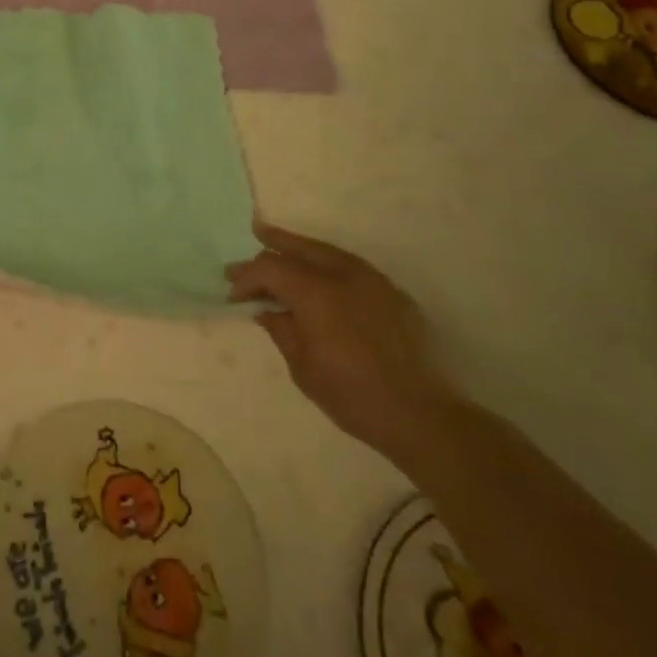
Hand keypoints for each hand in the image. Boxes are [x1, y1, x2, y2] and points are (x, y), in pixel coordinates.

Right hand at [228, 223, 465, 462]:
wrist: (422, 415)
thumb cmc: (353, 395)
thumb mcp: (303, 367)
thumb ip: (281, 329)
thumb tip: (267, 310)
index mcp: (315, 292)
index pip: (270, 268)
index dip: (247, 277)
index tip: (234, 294)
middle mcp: (342, 274)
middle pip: (298, 249)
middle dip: (270, 249)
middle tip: (249, 248)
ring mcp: (371, 280)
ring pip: (326, 250)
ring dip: (298, 248)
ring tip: (277, 241)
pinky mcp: (391, 292)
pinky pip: (349, 265)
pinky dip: (326, 262)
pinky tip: (318, 272)